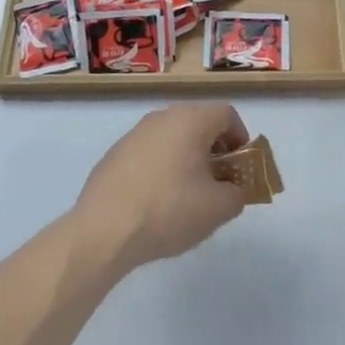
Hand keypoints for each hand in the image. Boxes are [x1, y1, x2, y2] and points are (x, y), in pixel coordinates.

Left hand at [73, 104, 250, 272]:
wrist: (104, 229)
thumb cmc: (169, 210)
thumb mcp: (218, 209)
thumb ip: (237, 194)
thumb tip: (233, 189)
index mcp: (190, 120)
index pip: (227, 114)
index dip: (241, 138)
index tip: (240, 168)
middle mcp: (162, 117)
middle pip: (199, 123)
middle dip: (214, 150)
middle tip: (218, 182)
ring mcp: (135, 133)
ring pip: (172, 137)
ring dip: (187, 158)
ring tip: (187, 195)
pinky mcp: (115, 153)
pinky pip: (149, 152)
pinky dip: (161, 167)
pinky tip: (156, 201)